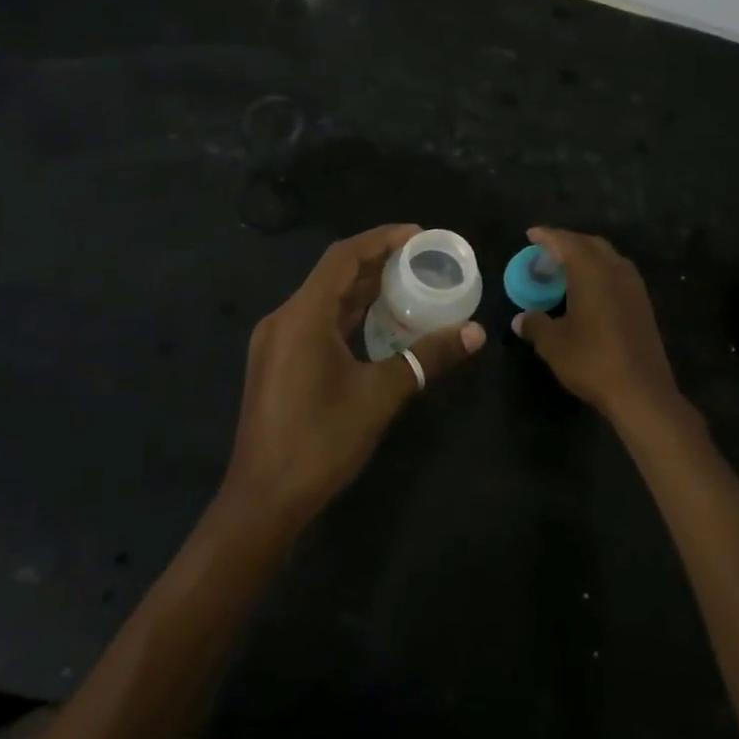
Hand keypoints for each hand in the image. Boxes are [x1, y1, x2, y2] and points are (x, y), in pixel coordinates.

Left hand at [222, 224, 484, 526]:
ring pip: (326, 300)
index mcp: (301, 316)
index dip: (381, 239)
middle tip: (423, 258)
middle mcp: (284, 320)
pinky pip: (319, 322)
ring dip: (364, 289)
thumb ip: (427, 358)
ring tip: (409, 283)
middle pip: (334, 275)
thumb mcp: (379, 396)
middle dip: (378, 261)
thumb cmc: (319, 443)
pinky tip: (380, 323)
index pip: (343, 258)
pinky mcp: (280, 364)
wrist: (262, 503)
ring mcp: (278, 343)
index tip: (420, 235)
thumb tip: (475, 332)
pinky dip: (350, 315)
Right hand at [511, 227, 688, 433]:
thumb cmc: (592, 361)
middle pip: (590, 244)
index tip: (531, 234)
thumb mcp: (554, 344)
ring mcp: (633, 286)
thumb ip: (535, 325)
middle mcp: (615, 270)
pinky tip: (590, 289)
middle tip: (547, 251)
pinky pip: (618, 273)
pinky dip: (600, 271)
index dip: (547, 236)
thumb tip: (520, 319)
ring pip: (607, 257)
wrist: (642, 391)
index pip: (566, 242)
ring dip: (586, 256)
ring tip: (566, 267)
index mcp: (591, 271)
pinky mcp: (643, 303)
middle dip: (568, 242)